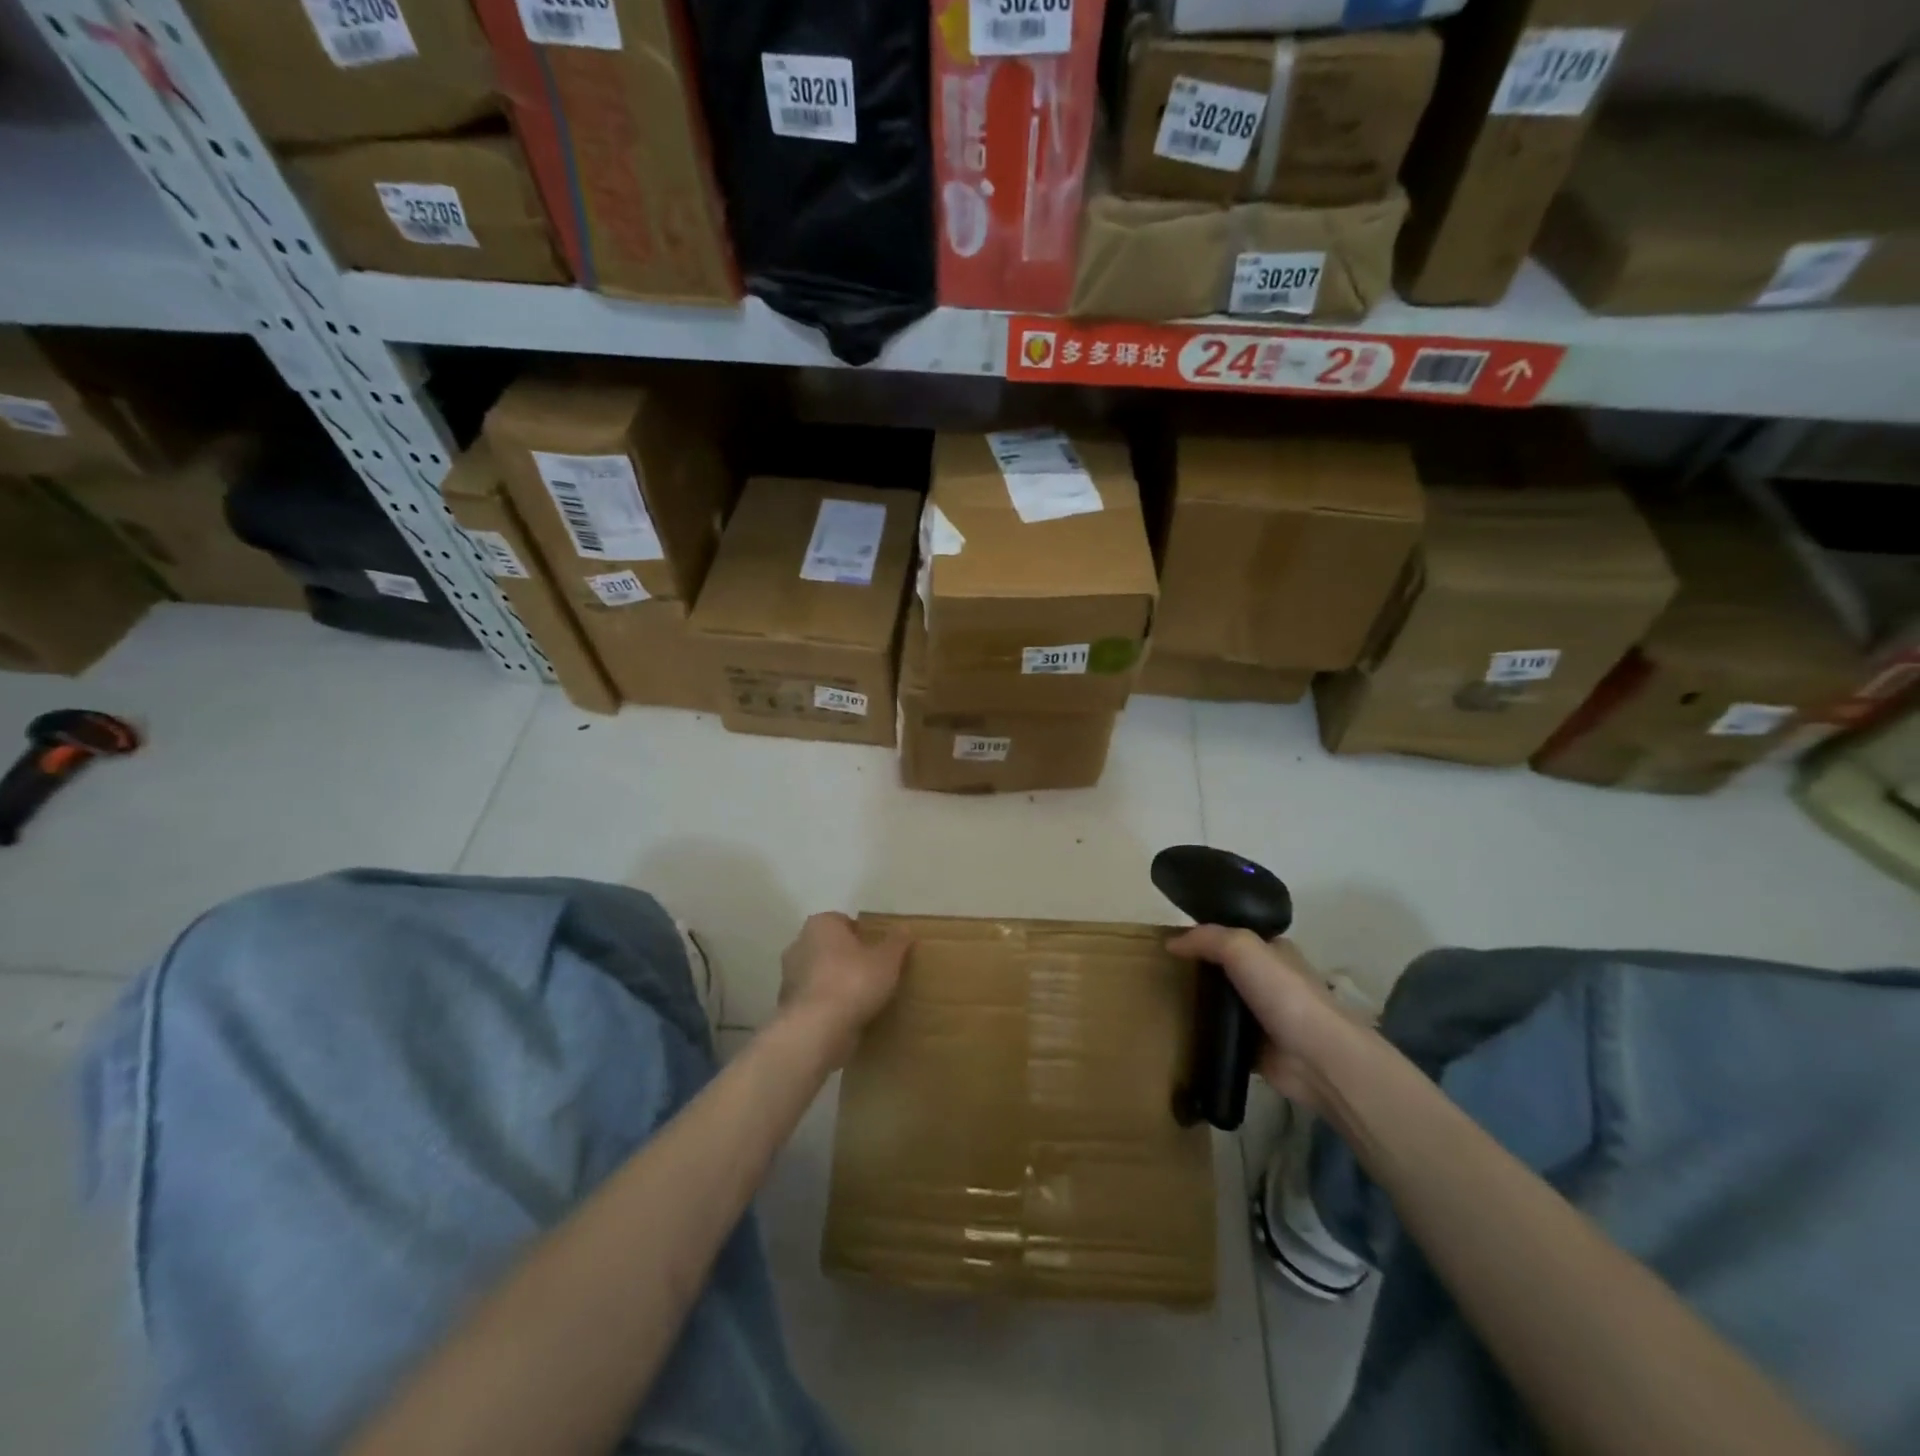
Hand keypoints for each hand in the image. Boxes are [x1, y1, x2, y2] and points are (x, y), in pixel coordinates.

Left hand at [778, 913, 909, 1063]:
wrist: (817, 1028)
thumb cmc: (853, 981)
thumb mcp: (887, 959)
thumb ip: (896, 942)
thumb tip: (905, 928)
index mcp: (820, 925)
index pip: (842, 921)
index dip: (860, 934)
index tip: (876, 950)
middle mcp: (799, 945)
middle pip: (828, 947)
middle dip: (845, 957)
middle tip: (871, 971)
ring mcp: (789, 977)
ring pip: (818, 974)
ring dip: (834, 982)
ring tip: (861, 997)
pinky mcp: (788, 1006)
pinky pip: (813, 999)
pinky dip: (826, 1005)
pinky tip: (845, 1017)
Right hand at [1166, 927, 1361, 1107]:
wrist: (1317, 1057)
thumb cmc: (1284, 993)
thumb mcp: (1242, 948)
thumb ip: (1206, 939)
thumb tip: (1170, 943)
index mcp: (1273, 951)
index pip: (1233, 935)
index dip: (1204, 936)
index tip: (1171, 941)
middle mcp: (1270, 980)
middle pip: (1225, 969)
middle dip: (1197, 970)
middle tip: (1160, 972)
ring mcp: (1263, 1016)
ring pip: (1221, 1003)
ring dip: (1198, 1003)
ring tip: (1160, 1000)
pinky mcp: (1256, 1047)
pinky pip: (1222, 1035)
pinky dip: (1204, 1034)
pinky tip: (1177, 1030)